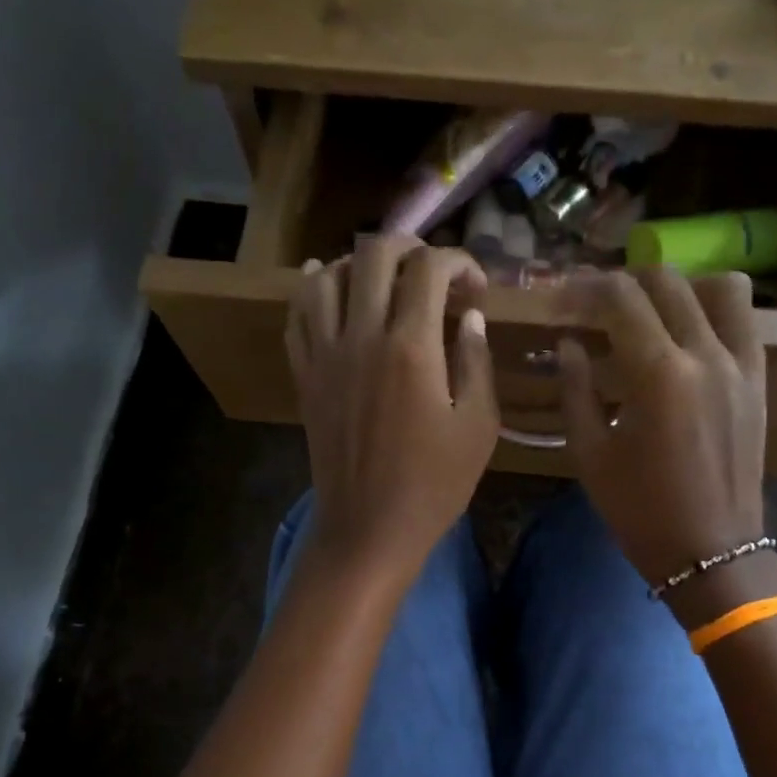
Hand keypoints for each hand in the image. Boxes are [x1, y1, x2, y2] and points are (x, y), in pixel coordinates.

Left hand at [287, 235, 498, 588]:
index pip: (430, 268)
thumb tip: (469, 317)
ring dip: (360, 265)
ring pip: (327, 276)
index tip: (475, 288)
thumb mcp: (478, 427)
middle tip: (433, 274)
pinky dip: (313, 290)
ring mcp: (325, 354)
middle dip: (411, 248)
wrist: (369, 528)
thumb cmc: (434, 485)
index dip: (460, 262)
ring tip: (384, 281)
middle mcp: (362, 336)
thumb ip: (476, 361)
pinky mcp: (305, 375)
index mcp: (411, 347)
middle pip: (374, 254)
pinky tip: (329, 287)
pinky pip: (298, 315)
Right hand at [560, 269, 776, 617]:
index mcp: (658, 374)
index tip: (560, 299)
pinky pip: (744, 320)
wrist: (710, 550)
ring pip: (717, 287)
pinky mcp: (758, 380)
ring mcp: (740, 365)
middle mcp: (705, 355)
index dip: (583, 289)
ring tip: (648, 310)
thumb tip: (569, 343)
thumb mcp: (589, 453)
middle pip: (664, 281)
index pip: (619, 298)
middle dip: (622, 281)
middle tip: (594, 303)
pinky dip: (714, 309)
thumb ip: (575, 389)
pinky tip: (687, 330)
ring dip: (676, 286)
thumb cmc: (639, 509)